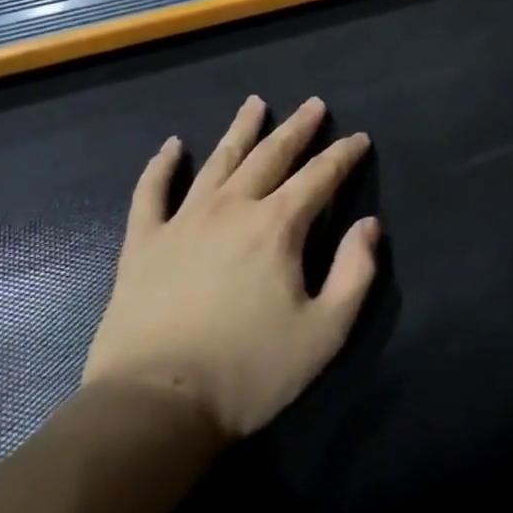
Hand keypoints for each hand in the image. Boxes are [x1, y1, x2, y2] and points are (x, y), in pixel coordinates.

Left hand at [82, 96, 380, 440]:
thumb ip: (356, 272)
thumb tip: (368, 225)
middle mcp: (232, 209)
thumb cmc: (250, 372)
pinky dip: (161, 167)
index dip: (343, 155)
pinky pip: (151, 193)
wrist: (154, 408)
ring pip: (217, 162)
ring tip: (256, 104)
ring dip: (240, 131)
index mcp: (277, 226)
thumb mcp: (325, 331)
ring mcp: (182, 222)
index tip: (359, 138)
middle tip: (314, 105)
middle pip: (271, 156)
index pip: (320, 177)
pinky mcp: (144, 245)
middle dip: (297, 129)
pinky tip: (171, 146)